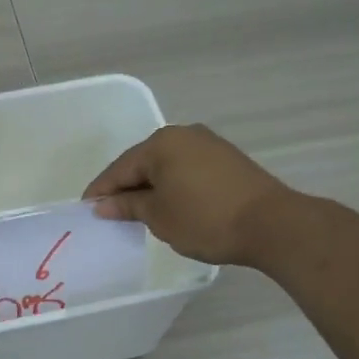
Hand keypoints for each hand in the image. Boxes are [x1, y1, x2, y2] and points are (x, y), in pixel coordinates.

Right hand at [82, 125, 296, 266]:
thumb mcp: (158, 216)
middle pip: (143, 163)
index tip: (86, 210)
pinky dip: (173, 186)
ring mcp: (208, 145)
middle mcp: (183, 135)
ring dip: (151, 187)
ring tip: (139, 212)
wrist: (271, 224)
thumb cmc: (205, 219)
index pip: (120, 168)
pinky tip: (170, 204)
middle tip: (110, 213)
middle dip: (126, 187)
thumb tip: (103, 205)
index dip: (101, 191)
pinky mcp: (227, 159)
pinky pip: (187, 169)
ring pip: (167, 166)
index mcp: (161, 143)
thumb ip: (128, 206)